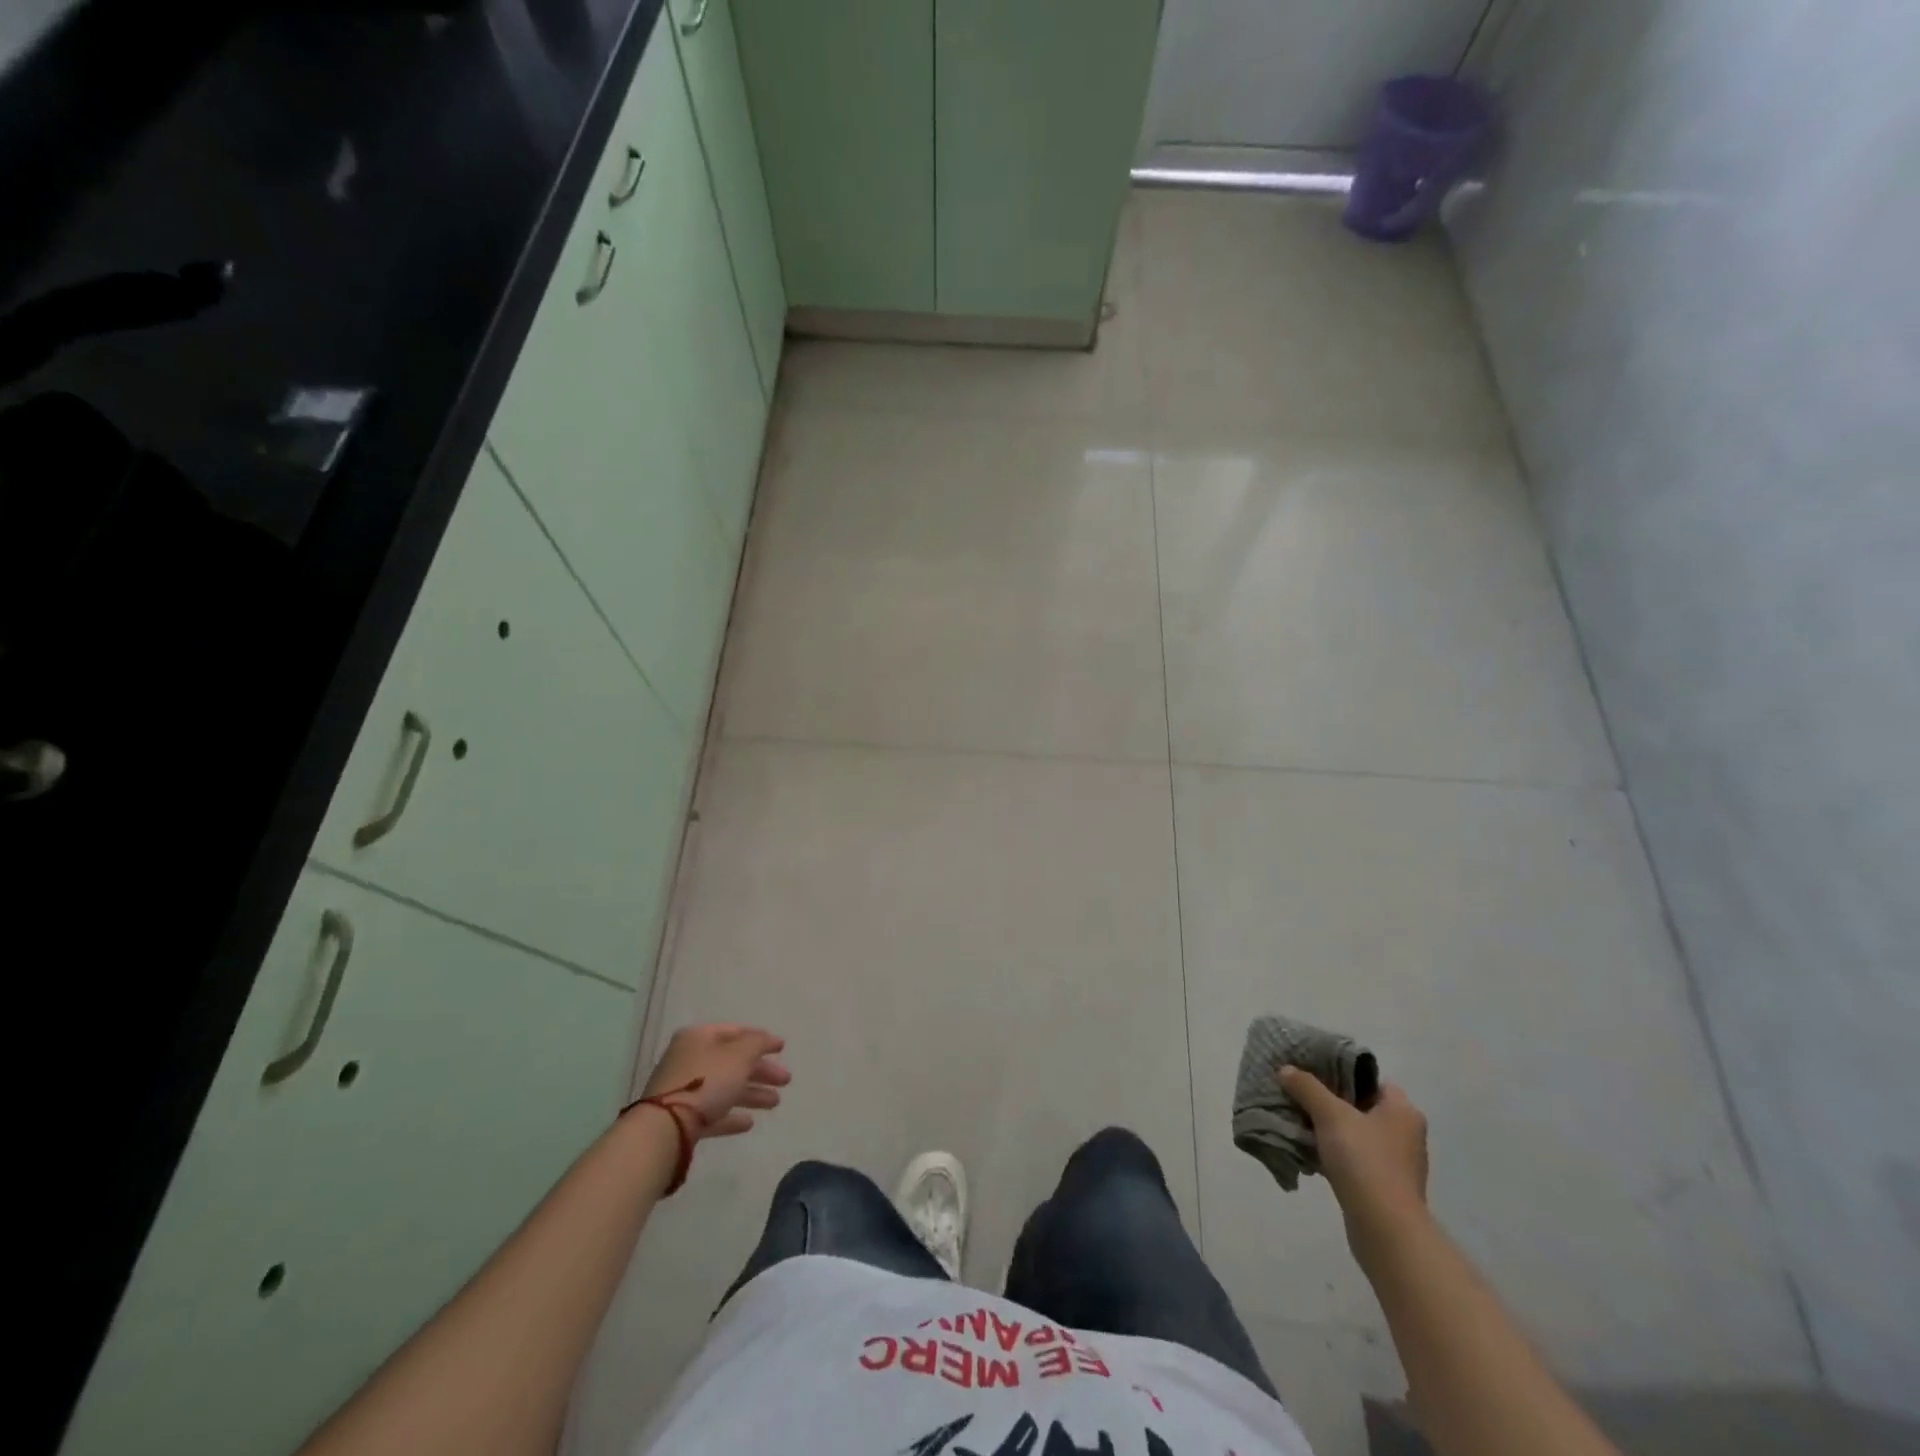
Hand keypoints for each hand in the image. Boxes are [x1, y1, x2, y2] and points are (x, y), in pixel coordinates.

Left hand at [641, 1024, 789, 1138]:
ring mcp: (683, 1090)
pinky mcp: (682, 1118)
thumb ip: (757, 1043)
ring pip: (725, 1087)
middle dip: (761, 1071)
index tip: (781, 1048)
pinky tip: (748, 1123)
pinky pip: (712, 1112)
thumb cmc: (706, 1081)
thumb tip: (766, 1039)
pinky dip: (731, 1115)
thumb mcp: (740, 1055)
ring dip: (752, 1094)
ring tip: (775, 1103)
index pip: (735, 1032)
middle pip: (733, 1062)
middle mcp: (690, 1059)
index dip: (760, 1039)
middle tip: (785, 1080)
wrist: (666, 1128)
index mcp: (699, 1037)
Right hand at [1279, 1067, 1429, 1247]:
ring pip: (1356, 1135)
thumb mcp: (1330, 1114)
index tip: (1313, 1073)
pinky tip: (1310, 1153)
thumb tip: (1286, 1070)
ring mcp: (1397, 1164)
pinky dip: (1334, 1155)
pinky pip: (1355, 1160)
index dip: (1342, 1073)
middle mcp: (1405, 1135)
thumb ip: (1307, 1088)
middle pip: (1361, 1107)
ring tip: (1299, 1122)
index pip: (1371, 1080)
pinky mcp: (1385, 1189)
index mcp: (1403, 1112)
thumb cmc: (1364, 1161)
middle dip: (1330, 1102)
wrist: (1384, 1228)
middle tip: (1300, 1095)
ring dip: (1330, 1130)